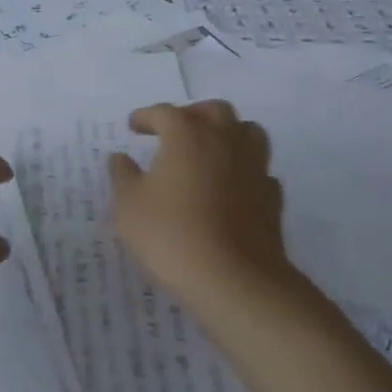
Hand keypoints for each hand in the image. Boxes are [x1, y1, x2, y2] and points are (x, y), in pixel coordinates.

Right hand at [108, 101, 286, 306]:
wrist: (234, 281)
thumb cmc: (171, 235)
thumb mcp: (129, 206)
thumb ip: (123, 176)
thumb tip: (120, 158)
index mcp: (187, 135)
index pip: (165, 113)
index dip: (146, 116)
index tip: (133, 126)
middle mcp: (225, 141)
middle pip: (214, 111)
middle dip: (192, 114)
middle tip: (175, 131)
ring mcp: (254, 168)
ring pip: (247, 132)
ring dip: (227, 134)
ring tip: (209, 151)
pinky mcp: (272, 198)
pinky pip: (259, 170)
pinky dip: (244, 170)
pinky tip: (231, 186)